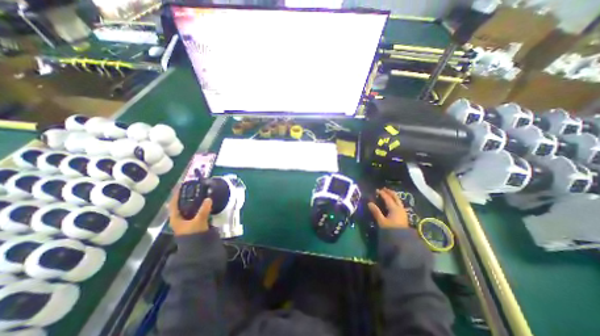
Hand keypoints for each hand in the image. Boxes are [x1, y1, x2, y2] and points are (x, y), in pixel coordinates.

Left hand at [169, 187, 212, 235]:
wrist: (197, 247)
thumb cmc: (193, 234)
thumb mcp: (199, 221)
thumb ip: (204, 210)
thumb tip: (209, 198)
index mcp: (175, 218)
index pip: (173, 203)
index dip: (176, 194)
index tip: (181, 185)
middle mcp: (178, 219)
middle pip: (180, 205)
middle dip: (185, 196)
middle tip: (193, 188)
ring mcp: (185, 221)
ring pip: (187, 208)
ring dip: (192, 201)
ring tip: (199, 194)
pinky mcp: (192, 223)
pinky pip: (193, 211)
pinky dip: (197, 206)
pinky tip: (203, 204)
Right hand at [368, 188, 409, 229]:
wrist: (402, 241)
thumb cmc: (391, 230)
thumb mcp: (381, 221)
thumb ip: (376, 211)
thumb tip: (369, 203)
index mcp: (394, 208)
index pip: (387, 198)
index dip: (382, 193)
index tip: (376, 190)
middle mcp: (399, 208)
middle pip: (395, 197)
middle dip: (389, 192)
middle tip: (383, 189)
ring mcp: (402, 211)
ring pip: (398, 200)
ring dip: (393, 196)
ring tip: (387, 194)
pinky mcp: (403, 215)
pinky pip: (399, 204)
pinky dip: (394, 200)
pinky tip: (392, 202)